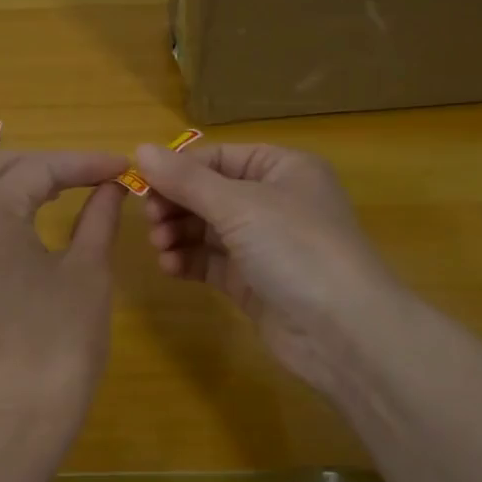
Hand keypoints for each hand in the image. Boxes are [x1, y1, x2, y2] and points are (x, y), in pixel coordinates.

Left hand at [0, 150, 130, 419]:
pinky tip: (26, 218)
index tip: (122, 167)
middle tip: (95, 176)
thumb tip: (112, 186)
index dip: (84, 163)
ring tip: (57, 188)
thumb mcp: (88, 269)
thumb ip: (99, 216)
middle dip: (50, 166)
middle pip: (3, 168)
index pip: (40, 168)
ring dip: (16, 179)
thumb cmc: (61, 337)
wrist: (18, 409)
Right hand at [136, 142, 400, 395]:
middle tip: (150, 221)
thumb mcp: (238, 205)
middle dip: (177, 205)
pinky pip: (213, 262)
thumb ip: (186, 180)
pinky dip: (189, 261)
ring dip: (179, 234)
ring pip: (208, 229)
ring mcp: (265, 244)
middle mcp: (275, 201)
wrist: (342, 331)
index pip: (219, 157)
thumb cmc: (296, 248)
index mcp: (282, 168)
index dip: (180, 169)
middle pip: (210, 193)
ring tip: (160, 247)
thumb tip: (139, 149)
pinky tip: (171, 268)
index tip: (141, 185)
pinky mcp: (254, 281)